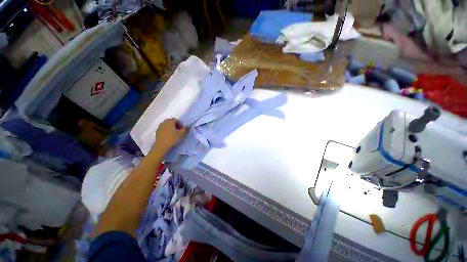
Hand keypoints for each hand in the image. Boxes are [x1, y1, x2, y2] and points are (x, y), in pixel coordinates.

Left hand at [155, 118, 187, 151]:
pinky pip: (163, 129)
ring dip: (171, 128)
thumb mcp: (181, 134)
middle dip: (175, 125)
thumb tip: (187, 126)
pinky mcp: (157, 132)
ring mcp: (159, 127)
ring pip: (167, 125)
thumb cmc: (172, 139)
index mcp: (170, 121)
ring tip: (174, 134)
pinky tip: (169, 136)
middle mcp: (164, 122)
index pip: (176, 120)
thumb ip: (185, 129)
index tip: (183, 129)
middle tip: (179, 131)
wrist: (161, 147)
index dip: (180, 124)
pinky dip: (167, 131)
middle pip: (171, 122)